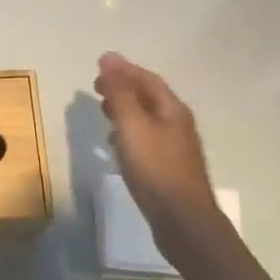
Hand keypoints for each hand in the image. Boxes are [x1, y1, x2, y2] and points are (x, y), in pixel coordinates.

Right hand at [95, 52, 225, 252]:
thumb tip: (109, 58)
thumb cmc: (156, 168)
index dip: (124, 69)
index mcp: (172, 110)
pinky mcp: (167, 169)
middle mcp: (176, 124)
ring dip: (125, 109)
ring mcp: (174, 148)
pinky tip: (115, 143)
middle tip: (96, 86)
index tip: (99, 65)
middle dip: (123, 88)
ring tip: (102, 109)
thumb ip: (120, 92)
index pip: (147, 79)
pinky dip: (128, 133)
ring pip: (146, 119)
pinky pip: (145, 139)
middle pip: (149, 97)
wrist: (182, 221)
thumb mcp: (133, 125)